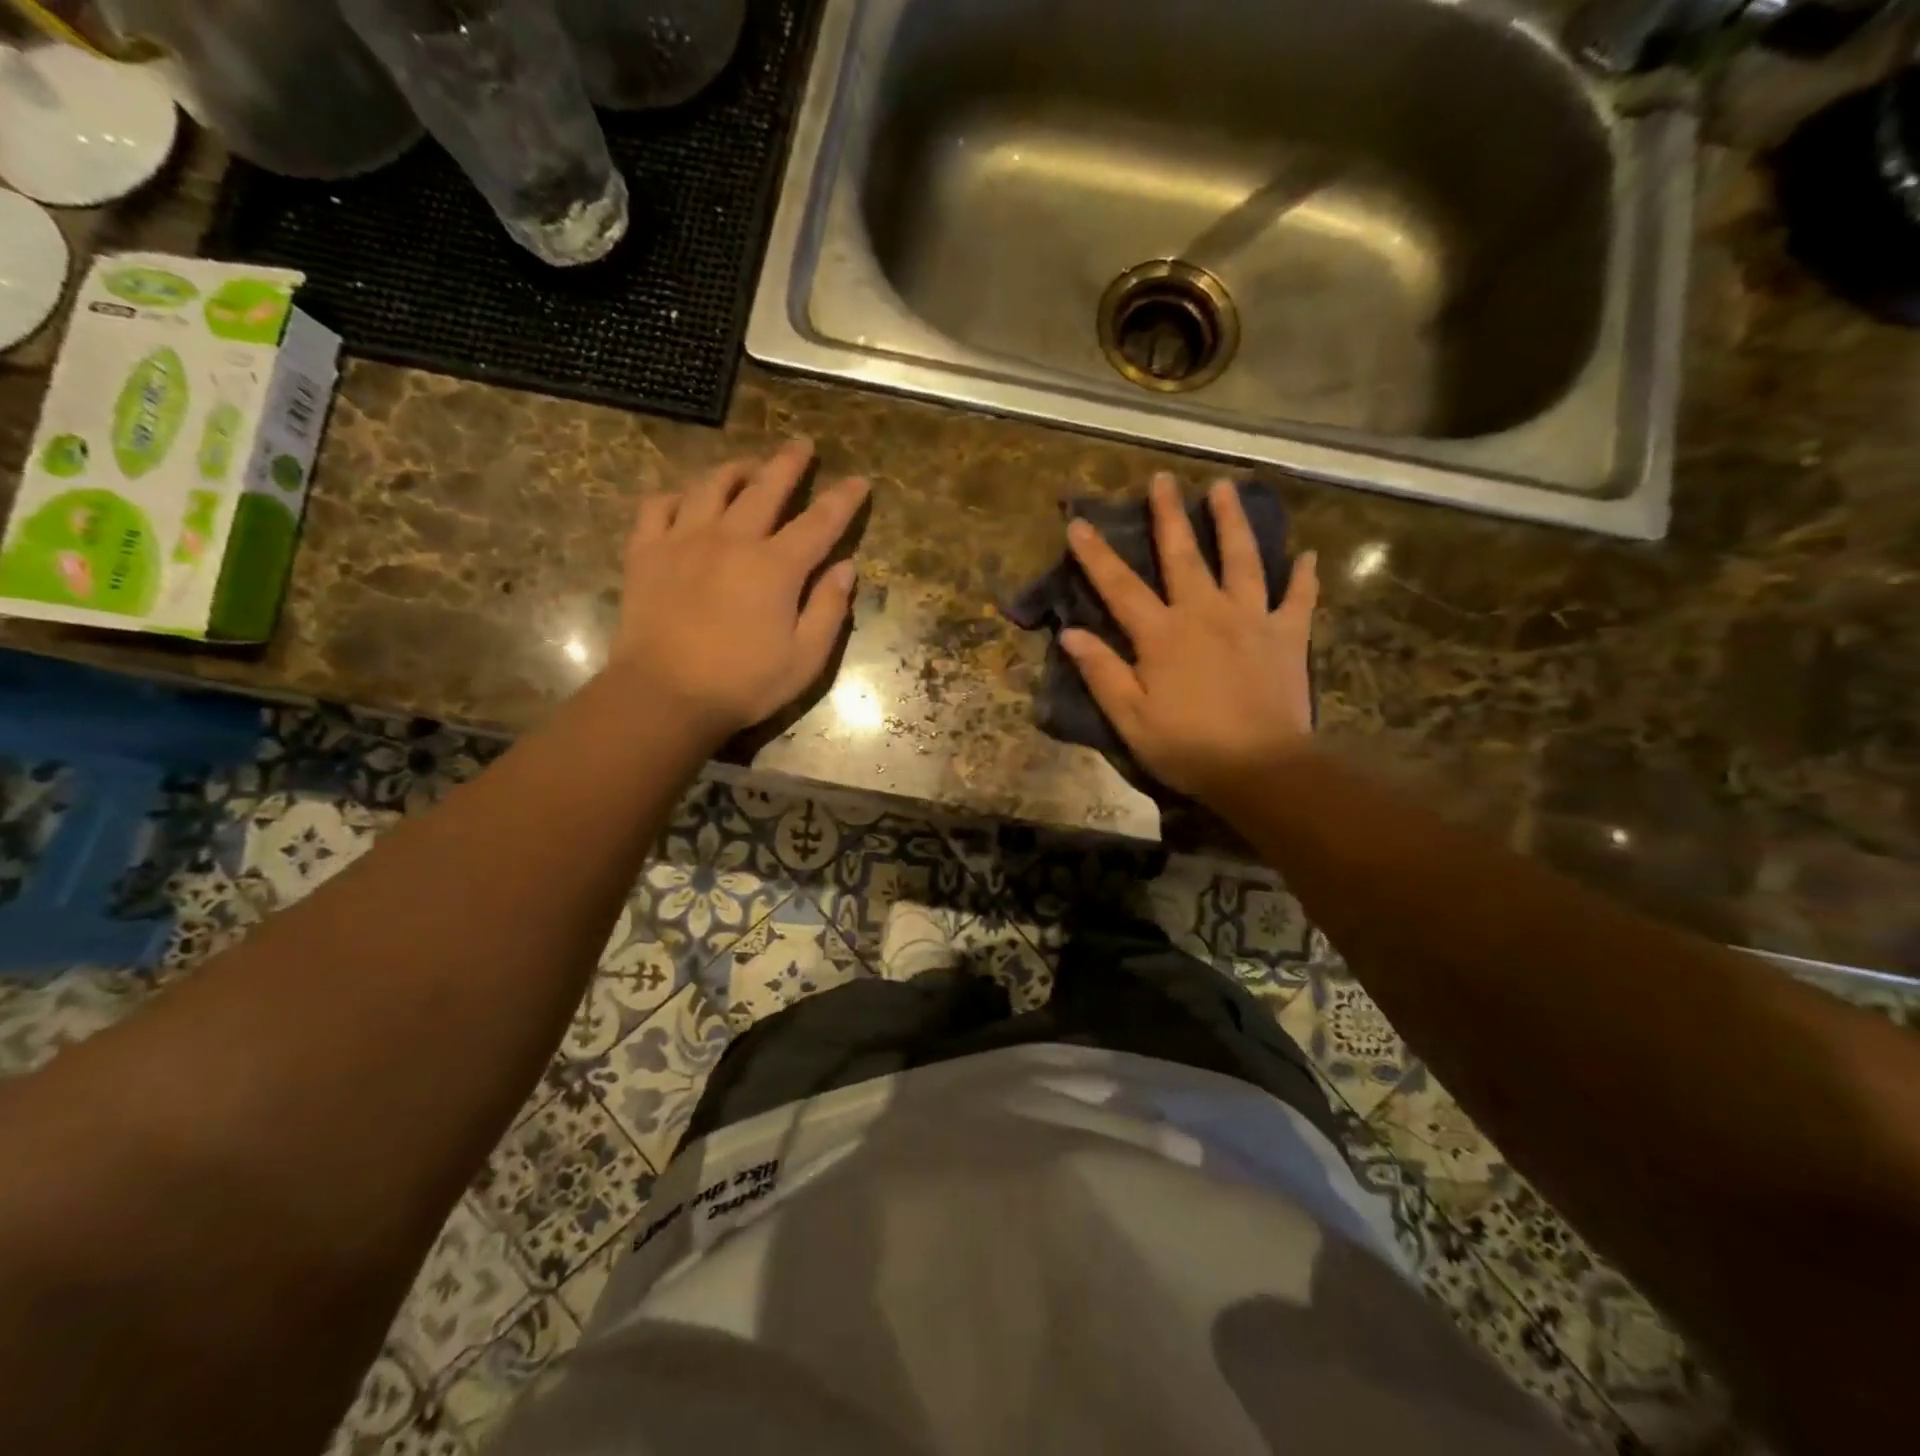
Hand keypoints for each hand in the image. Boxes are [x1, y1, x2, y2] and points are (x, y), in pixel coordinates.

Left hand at [611, 441, 867, 744]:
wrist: (664, 696)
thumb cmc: (743, 684)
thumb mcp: (805, 659)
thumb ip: (829, 609)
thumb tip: (846, 568)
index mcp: (776, 567)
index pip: (820, 521)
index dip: (843, 499)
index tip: (859, 480)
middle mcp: (732, 539)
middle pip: (766, 488)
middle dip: (789, 464)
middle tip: (802, 445)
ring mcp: (684, 540)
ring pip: (711, 486)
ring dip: (735, 470)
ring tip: (748, 467)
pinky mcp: (647, 553)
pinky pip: (658, 506)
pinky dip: (676, 496)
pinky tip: (685, 500)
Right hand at [1060, 473, 1318, 805]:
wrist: (1261, 768)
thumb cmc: (1188, 747)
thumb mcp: (1130, 718)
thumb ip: (1102, 672)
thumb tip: (1070, 633)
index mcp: (1162, 635)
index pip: (1120, 587)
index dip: (1096, 555)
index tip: (1079, 523)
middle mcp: (1205, 613)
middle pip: (1183, 555)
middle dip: (1168, 515)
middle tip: (1162, 479)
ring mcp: (1251, 620)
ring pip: (1242, 560)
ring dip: (1231, 522)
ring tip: (1225, 489)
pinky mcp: (1288, 636)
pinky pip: (1298, 599)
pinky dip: (1303, 576)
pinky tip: (1307, 555)